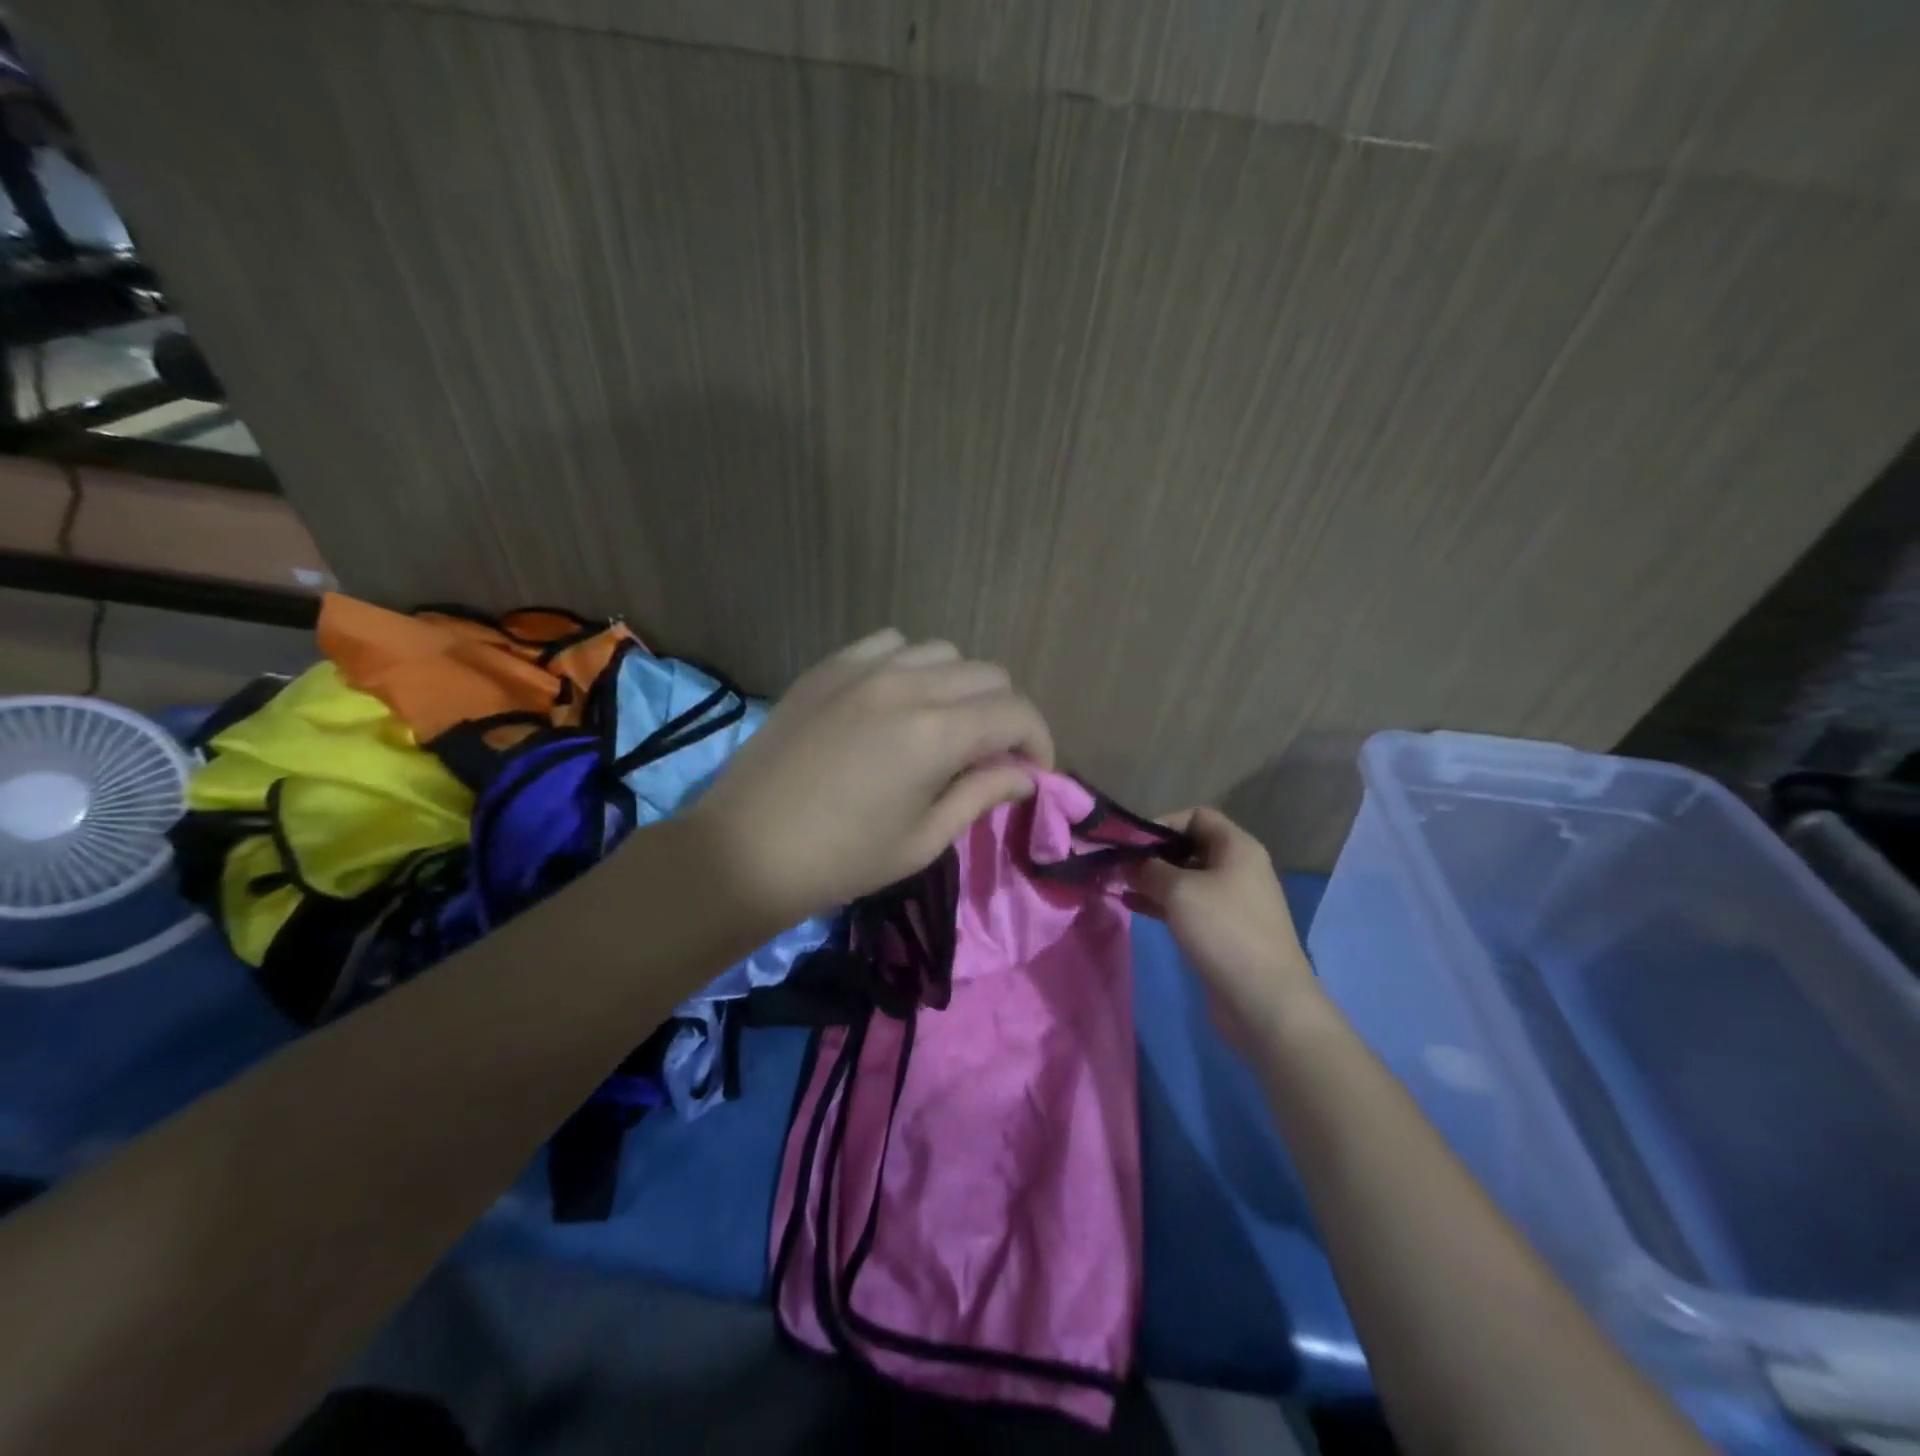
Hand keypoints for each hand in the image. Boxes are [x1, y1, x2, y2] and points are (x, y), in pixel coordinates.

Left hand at [686, 629, 1052, 924]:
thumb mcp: (923, 839)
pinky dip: (911, 664)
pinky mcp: (829, 667)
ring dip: (960, 687)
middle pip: (988, 674)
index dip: (1039, 741)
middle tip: (990, 757)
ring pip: (943, 651)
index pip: (1017, 713)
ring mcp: (863, 668)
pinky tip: (897, 699)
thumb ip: (981, 795)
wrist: (744, 850)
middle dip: (1004, 715)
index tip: (1032, 773)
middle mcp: (908, 685)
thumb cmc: (841, 860)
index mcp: (937, 733)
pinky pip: (890, 643)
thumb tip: (1025, 775)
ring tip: (943, 725)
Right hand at [1128, 808, 1317, 1031]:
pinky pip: (1188, 906)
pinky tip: (1131, 905)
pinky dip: (1161, 902)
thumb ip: (1149, 869)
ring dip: (1152, 880)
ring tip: (1117, 884)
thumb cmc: (1224, 931)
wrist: (1265, 1000)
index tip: (1131, 841)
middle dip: (1152, 854)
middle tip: (1117, 864)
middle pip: (1189, 847)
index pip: (1196, 816)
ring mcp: (1232, 901)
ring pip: (1186, 879)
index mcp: (1237, 847)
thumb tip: (1130, 862)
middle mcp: (1238, 868)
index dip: (1162, 823)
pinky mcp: (1223, 930)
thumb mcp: (1179, 891)